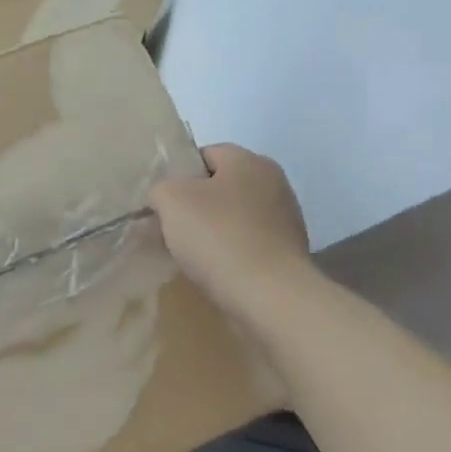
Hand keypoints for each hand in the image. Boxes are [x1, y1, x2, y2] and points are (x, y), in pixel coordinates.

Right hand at [149, 145, 316, 329]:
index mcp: (249, 161)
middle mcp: (274, 182)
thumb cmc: (218, 236)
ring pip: (234, 216)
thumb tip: (165, 198)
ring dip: (213, 231)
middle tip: (171, 227)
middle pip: (221, 186)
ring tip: (191, 254)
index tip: (164, 202)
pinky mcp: (289, 253)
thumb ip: (161, 189)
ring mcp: (286, 219)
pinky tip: (215, 270)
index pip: (205, 155)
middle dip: (195, 205)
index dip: (179, 175)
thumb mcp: (171, 200)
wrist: (269, 296)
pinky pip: (248, 243)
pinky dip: (231, 252)